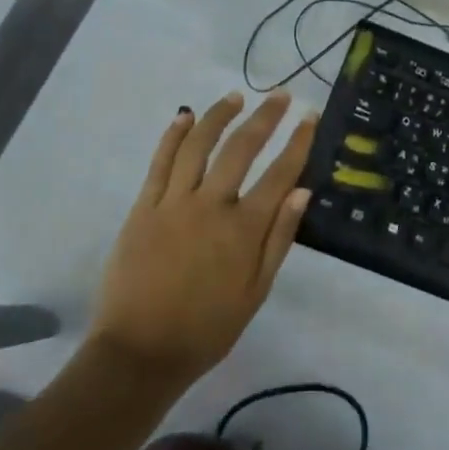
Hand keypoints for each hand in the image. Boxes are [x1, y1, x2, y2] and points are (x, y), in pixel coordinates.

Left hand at [89, 91, 316, 387]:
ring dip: (219, 116)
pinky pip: (160, 162)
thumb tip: (302, 192)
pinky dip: (174, 135)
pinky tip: (185, 115)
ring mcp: (173, 203)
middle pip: (242, 148)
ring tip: (236, 96)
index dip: (298, 142)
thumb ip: (279, 239)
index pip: (280, 174)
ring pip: (199, 145)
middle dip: (265, 117)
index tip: (309, 117)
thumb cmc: (206, 329)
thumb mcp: (256, 292)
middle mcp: (211, 205)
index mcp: (243, 229)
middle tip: (279, 96)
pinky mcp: (143, 207)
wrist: (139, 353)